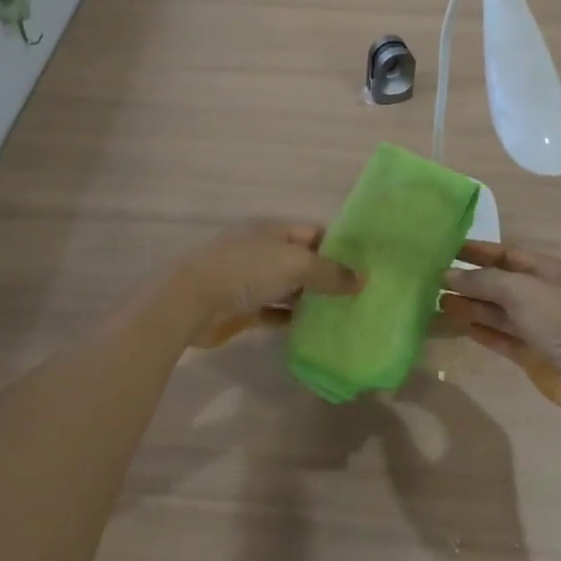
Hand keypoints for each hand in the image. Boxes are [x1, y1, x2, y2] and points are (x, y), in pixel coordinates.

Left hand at [174, 220, 360, 345]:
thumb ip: (330, 272)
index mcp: (275, 231)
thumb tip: (363, 279)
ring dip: (313, 300)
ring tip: (347, 313)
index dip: (341, 247)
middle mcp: (266, 252)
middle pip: (305, 261)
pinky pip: (276, 312)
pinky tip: (315, 330)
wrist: (191, 300)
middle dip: (331, 276)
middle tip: (364, 294)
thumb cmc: (246, 270)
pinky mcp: (245, 308)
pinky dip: (293, 319)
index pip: (316, 233)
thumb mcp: (295, 264)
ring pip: (292, 288)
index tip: (369, 264)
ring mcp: (253, 281)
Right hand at [438, 242, 560, 414]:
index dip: (478, 252)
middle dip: (470, 281)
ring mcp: (539, 326)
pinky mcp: (533, 354)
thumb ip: (483, 280)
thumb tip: (448, 274)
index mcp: (549, 271)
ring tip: (436, 301)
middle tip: (432, 279)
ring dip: (470, 306)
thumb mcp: (522, 289)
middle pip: (501, 283)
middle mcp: (543, 295)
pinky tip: (457, 325)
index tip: (446, 250)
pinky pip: (501, 338)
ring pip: (498, 311)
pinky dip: (480, 330)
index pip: (507, 255)